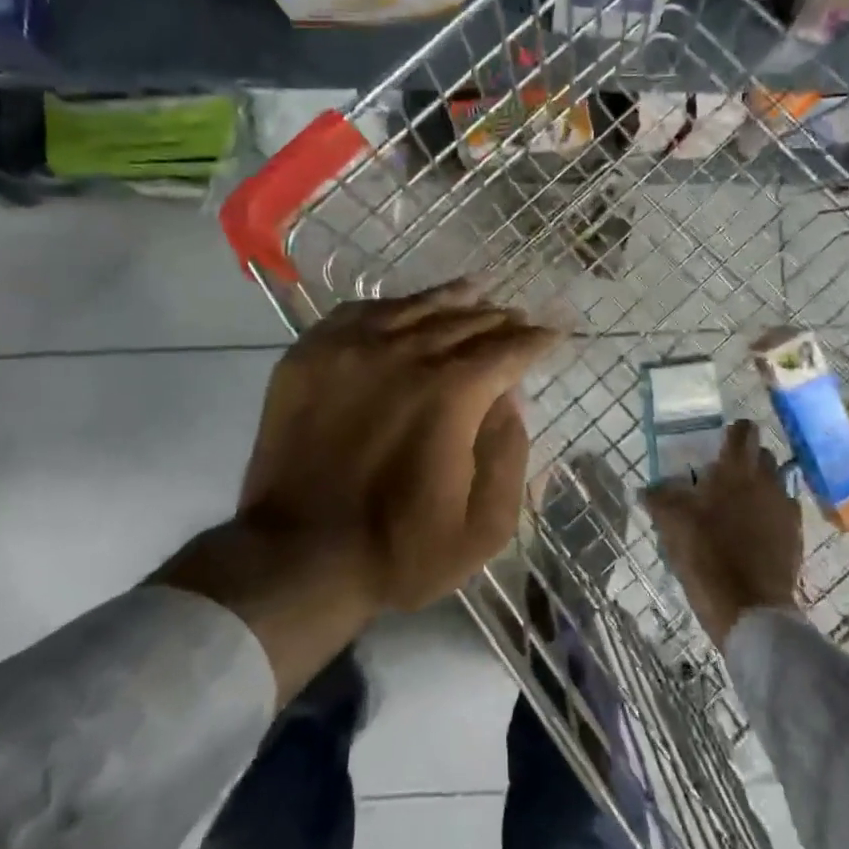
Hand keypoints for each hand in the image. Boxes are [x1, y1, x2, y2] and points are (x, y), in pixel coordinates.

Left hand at [156, 281, 558, 701]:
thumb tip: (509, 399)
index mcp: (452, 393)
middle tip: (517, 318)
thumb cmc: (399, 550)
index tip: (551, 336)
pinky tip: (403, 308)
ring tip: (474, 291)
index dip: (535, 341)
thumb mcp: (484, 527)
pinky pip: (359, 312)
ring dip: (451, 300)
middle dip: (499, 319)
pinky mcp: (309, 356)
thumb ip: (510, 454)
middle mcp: (405, 354)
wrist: (297, 557)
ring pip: (414, 307)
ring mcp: (352, 349)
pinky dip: (391, 306)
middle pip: (464, 322)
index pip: (507, 350)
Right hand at [643, 420, 801, 644]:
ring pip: (774, 483)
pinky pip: (782, 512)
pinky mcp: (795, 536)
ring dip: (759, 488)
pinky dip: (769, 515)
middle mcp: (767, 481)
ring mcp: (785, 508)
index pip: (743, 430)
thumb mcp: (672, 524)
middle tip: (721, 478)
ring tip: (736, 509)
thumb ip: (658, 499)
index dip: (731, 432)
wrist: (749, 609)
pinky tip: (751, 534)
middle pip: (762, 455)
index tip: (716, 445)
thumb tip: (646, 488)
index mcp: (736, 469)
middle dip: (745, 460)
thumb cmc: (707, 555)